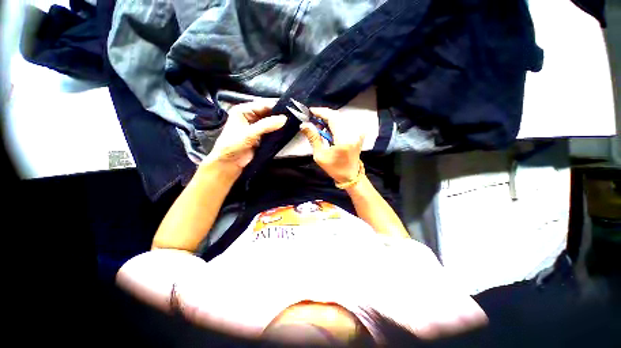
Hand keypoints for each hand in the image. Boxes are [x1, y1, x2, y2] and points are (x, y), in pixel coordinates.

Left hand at [205, 101, 286, 171]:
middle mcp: (250, 116)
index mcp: (243, 110)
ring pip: (271, 122)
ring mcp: (256, 126)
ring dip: (279, 124)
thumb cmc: (234, 145)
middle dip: (279, 116)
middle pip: (268, 113)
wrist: (229, 163)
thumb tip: (284, 119)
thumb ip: (266, 125)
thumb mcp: (249, 133)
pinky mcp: (261, 136)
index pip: (263, 105)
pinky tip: (286, 131)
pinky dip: (278, 132)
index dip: (277, 107)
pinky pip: (271, 131)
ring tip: (293, 124)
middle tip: (293, 117)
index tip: (291, 109)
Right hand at [299, 107, 364, 183]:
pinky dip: (336, 123)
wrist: (351, 175)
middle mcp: (353, 133)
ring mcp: (357, 133)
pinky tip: (329, 129)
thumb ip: (313, 138)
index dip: (321, 112)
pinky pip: (345, 123)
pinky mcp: (358, 134)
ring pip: (341, 118)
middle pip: (337, 116)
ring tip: (319, 126)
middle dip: (324, 115)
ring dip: (329, 119)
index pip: (333, 118)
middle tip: (313, 120)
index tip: (311, 111)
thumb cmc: (334, 168)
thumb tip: (304, 125)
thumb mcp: (320, 155)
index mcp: (344, 139)